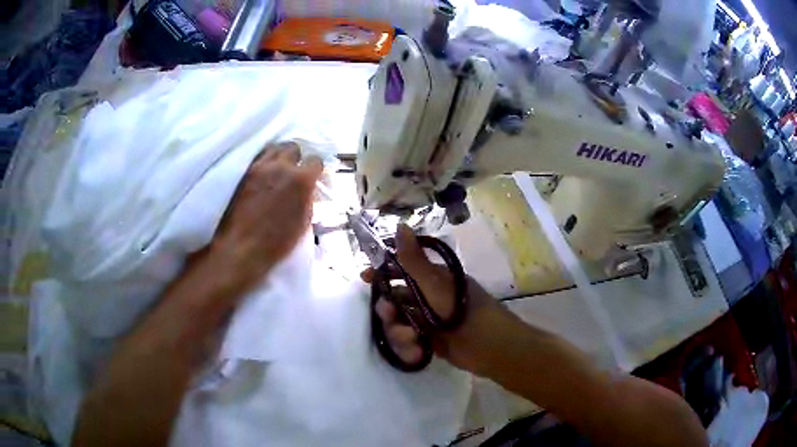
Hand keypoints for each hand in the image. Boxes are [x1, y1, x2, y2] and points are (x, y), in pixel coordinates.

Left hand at [210, 142, 322, 287]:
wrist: (242, 248)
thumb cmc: (277, 242)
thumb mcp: (303, 221)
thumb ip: (308, 198)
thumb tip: (309, 189)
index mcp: (301, 180)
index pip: (315, 160)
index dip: (315, 169)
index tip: (313, 177)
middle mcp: (280, 166)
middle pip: (293, 147)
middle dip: (296, 158)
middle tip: (294, 172)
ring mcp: (258, 167)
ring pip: (273, 149)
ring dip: (279, 157)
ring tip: (277, 171)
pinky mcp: (243, 173)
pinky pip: (257, 158)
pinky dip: (263, 163)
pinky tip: (263, 176)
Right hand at [364, 224, 506, 373]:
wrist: (489, 345)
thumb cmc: (461, 309)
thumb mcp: (434, 283)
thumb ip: (413, 259)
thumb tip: (400, 224)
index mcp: (432, 280)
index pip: (401, 271)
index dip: (382, 273)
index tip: (365, 277)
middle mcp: (428, 299)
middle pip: (396, 301)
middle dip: (389, 310)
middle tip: (389, 314)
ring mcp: (429, 322)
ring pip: (400, 324)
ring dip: (400, 332)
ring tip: (412, 337)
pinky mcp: (430, 343)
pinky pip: (410, 343)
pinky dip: (411, 348)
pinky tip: (418, 351)